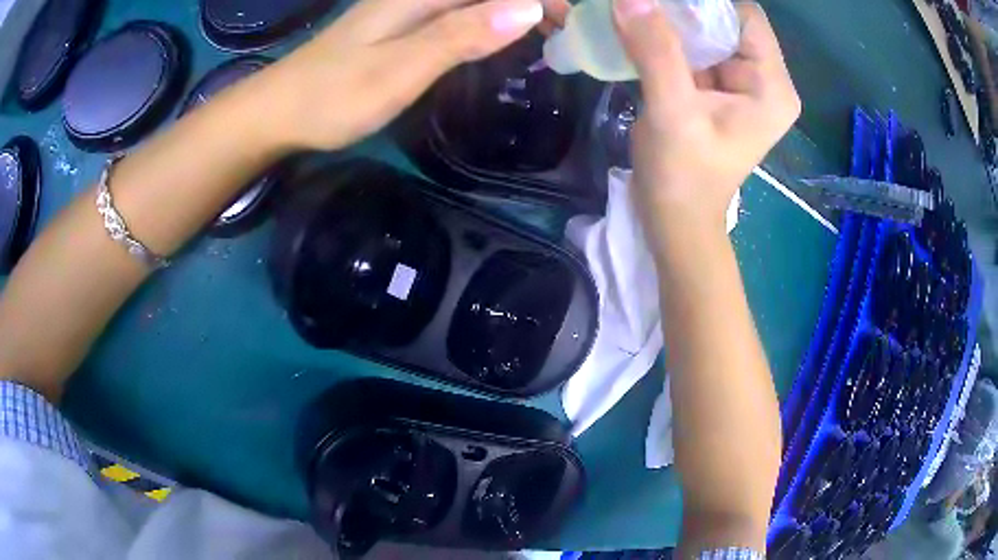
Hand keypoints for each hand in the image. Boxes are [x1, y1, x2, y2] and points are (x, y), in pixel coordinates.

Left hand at [261, 0, 546, 150]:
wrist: (278, 111)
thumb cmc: (332, 95)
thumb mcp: (399, 69)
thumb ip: (460, 37)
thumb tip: (528, 8)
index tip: (572, 21)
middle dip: (533, 0)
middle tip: (568, 32)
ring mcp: (407, 9)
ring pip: (474, 0)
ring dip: (514, 9)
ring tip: (549, 34)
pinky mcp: (400, 26)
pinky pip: (458, 13)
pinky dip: (489, 21)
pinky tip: (501, 36)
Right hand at [614, 0, 800, 233]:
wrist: (676, 220)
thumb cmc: (683, 176)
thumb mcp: (672, 112)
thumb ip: (656, 51)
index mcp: (772, 87)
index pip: (744, 16)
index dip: (704, 3)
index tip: (662, 4)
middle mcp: (765, 81)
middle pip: (726, 22)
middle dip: (684, 11)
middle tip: (643, 10)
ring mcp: (743, 86)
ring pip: (708, 34)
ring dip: (672, 24)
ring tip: (637, 22)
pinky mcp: (721, 92)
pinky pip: (696, 51)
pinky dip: (669, 41)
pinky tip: (643, 39)